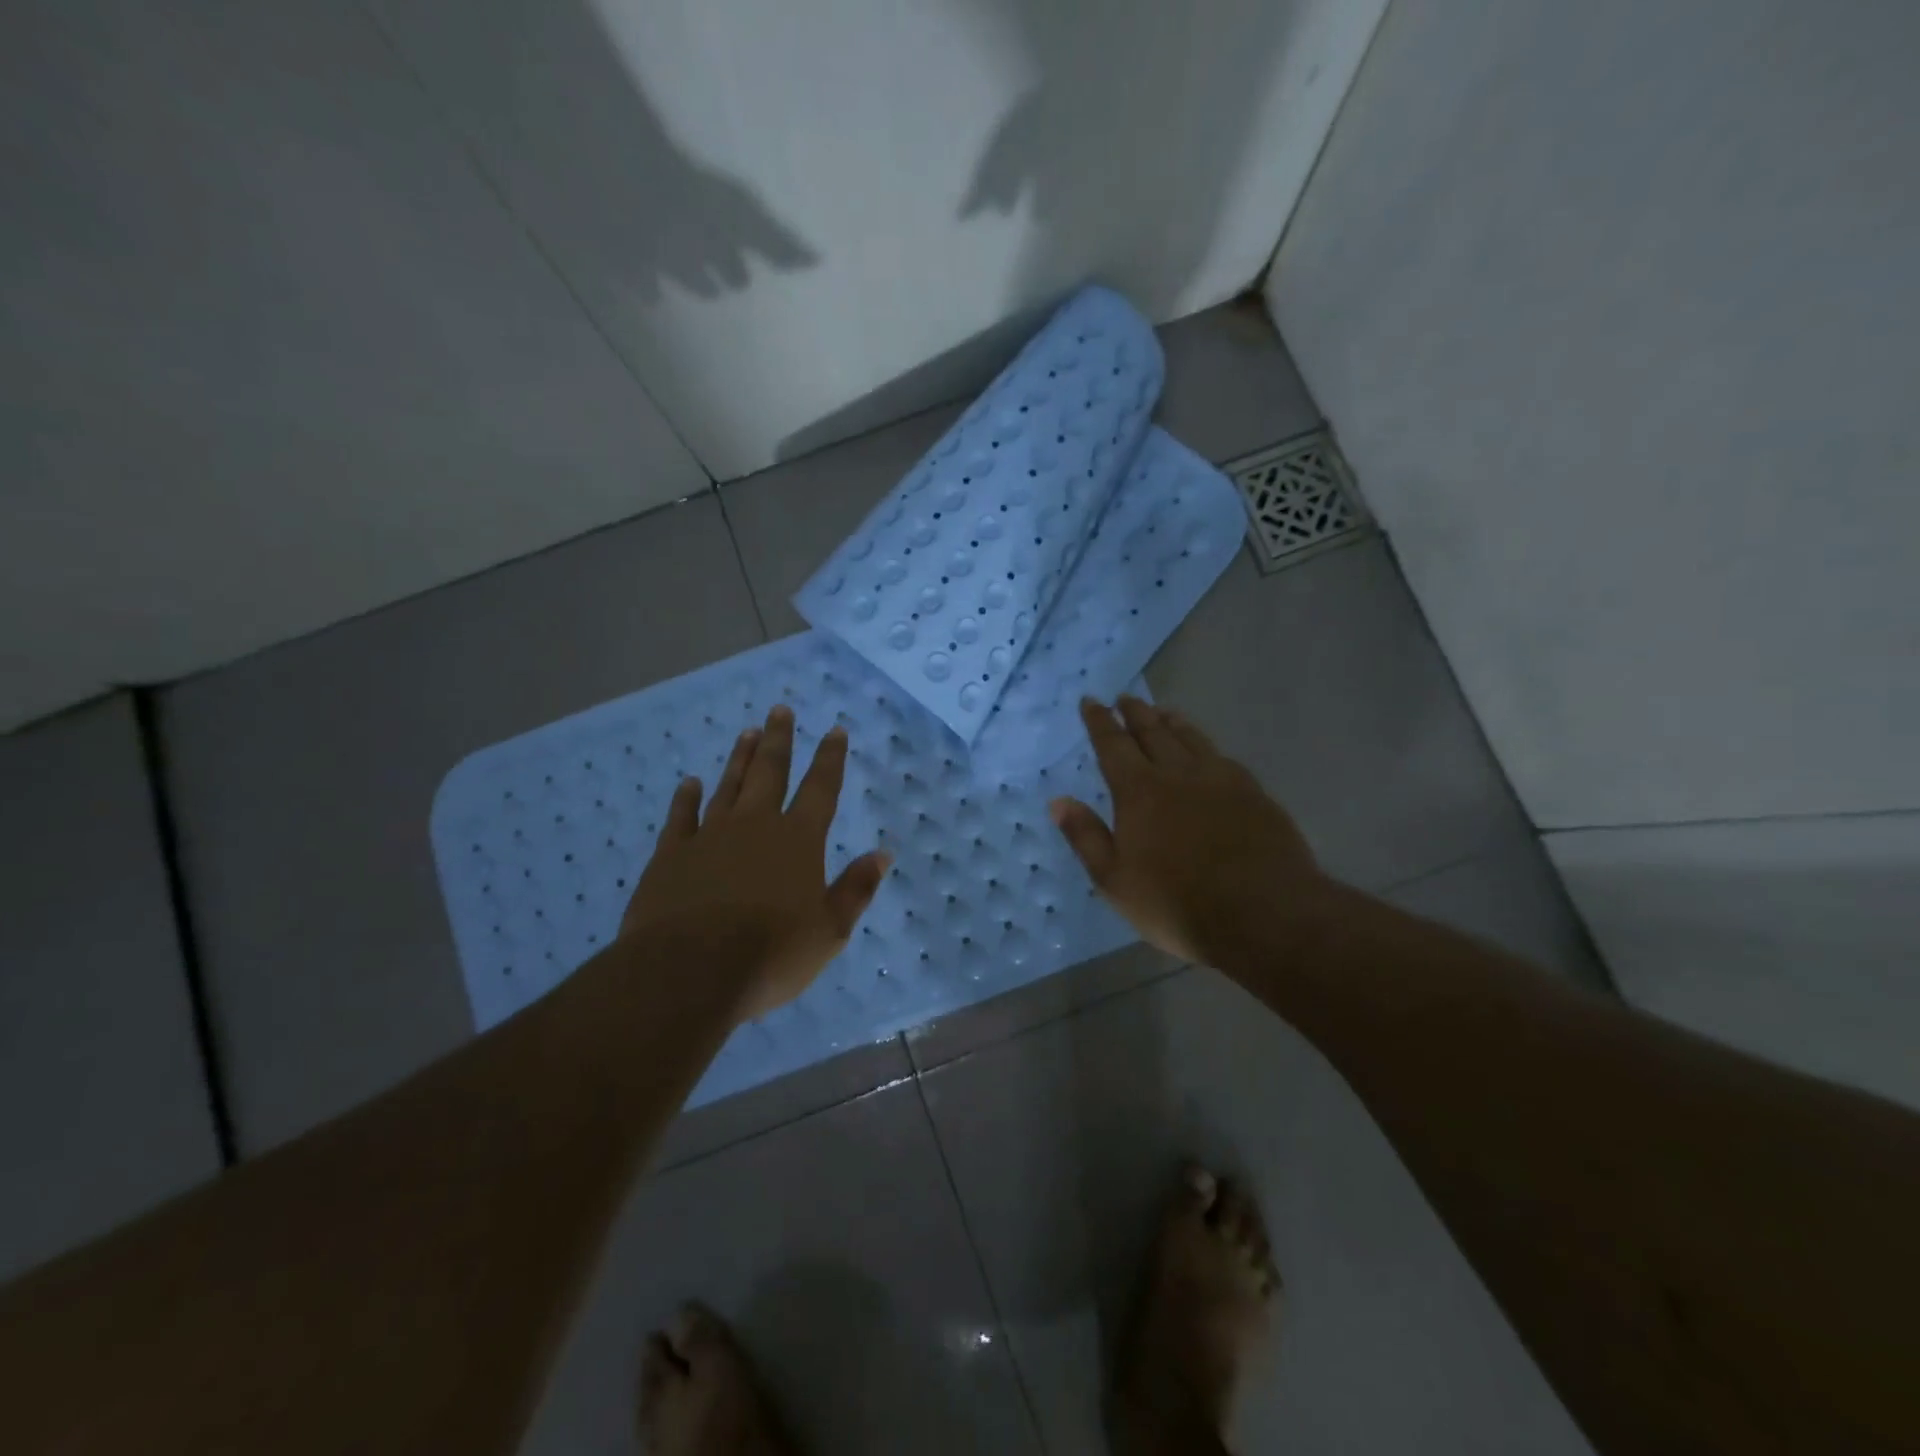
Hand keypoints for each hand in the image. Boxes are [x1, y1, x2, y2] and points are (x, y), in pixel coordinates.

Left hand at [620, 705, 888, 1019]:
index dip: (830, 758)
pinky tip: (690, 783)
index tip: (834, 730)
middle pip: (770, 772)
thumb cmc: (771, 955)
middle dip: (779, 740)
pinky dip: (687, 798)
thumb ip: (856, 889)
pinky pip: (682, 816)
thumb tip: (882, 854)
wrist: (689, 972)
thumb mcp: (829, 931)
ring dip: (740, 759)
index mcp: (798, 840)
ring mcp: (710, 836)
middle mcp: (755, 825)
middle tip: (780, 710)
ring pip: (729, 785)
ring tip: (747, 732)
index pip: (821, 789)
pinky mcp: (671, 855)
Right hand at [1050, 697, 1330, 968]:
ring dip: (1173, 722)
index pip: (1113, 745)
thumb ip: (1086, 837)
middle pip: (1154, 732)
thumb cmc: (1176, 903)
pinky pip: (1223, 757)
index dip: (1100, 722)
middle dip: (1136, 713)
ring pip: (1192, 739)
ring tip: (1164, 711)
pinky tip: (1209, 752)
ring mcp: (1222, 780)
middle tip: (1125, 697)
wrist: (1262, 914)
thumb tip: (1058, 801)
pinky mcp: (1255, 794)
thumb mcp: (1114, 880)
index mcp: (1139, 791)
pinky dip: (1206, 746)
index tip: (1091, 701)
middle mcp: (1179, 774)